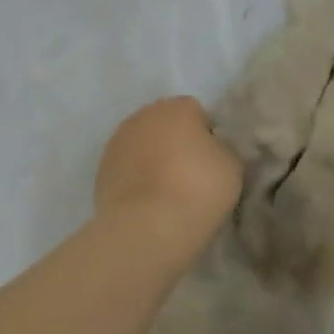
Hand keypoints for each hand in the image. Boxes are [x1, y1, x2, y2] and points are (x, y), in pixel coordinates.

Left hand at [94, 97, 241, 262]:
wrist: (147, 226)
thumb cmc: (198, 189)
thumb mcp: (232, 166)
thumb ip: (222, 149)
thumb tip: (210, 150)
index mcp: (177, 107)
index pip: (197, 113)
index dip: (206, 136)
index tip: (211, 162)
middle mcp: (144, 115)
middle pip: (165, 125)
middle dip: (176, 143)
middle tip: (190, 176)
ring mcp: (118, 140)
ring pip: (143, 144)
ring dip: (152, 159)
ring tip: (166, 192)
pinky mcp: (102, 168)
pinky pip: (126, 167)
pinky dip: (135, 178)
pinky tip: (146, 202)